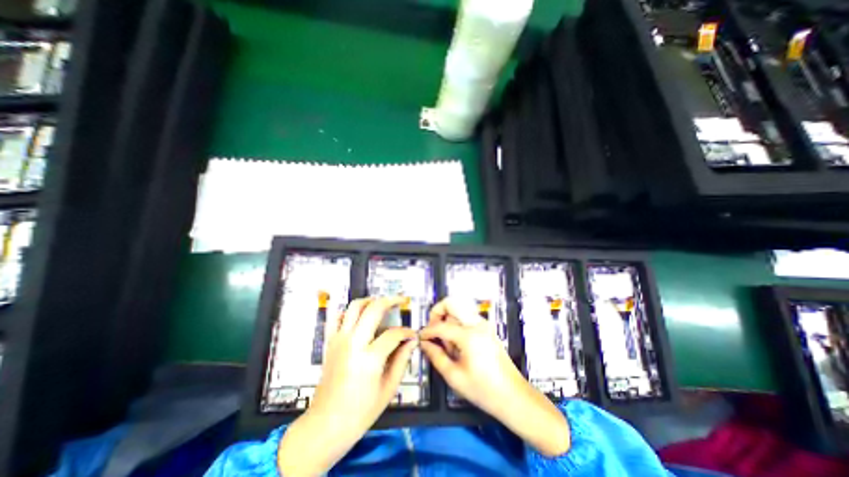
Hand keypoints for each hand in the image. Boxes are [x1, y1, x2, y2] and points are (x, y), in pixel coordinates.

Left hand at [280, 296, 417, 473]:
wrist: (326, 424)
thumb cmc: (361, 411)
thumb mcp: (389, 388)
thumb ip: (402, 360)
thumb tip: (412, 341)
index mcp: (370, 357)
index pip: (394, 334)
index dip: (407, 332)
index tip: (413, 335)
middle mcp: (354, 342)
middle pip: (374, 309)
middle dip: (391, 300)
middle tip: (401, 300)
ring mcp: (339, 340)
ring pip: (354, 306)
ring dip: (370, 300)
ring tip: (381, 302)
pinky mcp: (330, 342)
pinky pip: (336, 317)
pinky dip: (347, 311)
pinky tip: (358, 315)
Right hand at [416, 297, 569, 457]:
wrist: (514, 396)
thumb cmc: (484, 390)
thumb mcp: (455, 377)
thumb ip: (436, 356)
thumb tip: (424, 343)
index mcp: (469, 335)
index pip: (441, 325)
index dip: (427, 331)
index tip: (420, 338)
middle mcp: (477, 323)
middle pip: (451, 303)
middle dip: (437, 313)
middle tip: (433, 332)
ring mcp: (484, 324)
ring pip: (458, 309)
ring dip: (447, 320)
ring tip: (447, 344)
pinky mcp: (487, 328)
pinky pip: (466, 317)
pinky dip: (457, 324)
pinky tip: (457, 345)